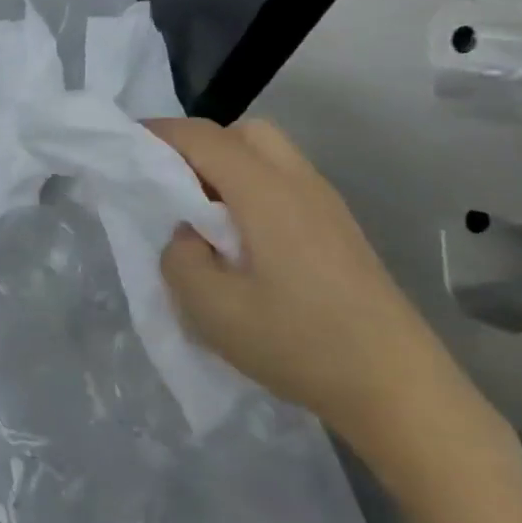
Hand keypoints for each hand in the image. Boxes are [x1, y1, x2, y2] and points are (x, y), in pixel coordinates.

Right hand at [153, 118, 499, 471]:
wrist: (399, 390)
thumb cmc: (298, 342)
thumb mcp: (210, 307)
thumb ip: (179, 256)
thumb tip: (189, 235)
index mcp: (265, 192)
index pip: (203, 137)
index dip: (158, 133)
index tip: (122, 148)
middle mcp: (300, 184)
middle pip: (243, 133)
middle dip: (198, 144)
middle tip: (170, 184)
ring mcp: (327, 207)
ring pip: (268, 157)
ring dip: (227, 168)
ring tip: (201, 215)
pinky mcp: (340, 231)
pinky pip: (285, 184)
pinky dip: (251, 190)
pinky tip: (241, 241)